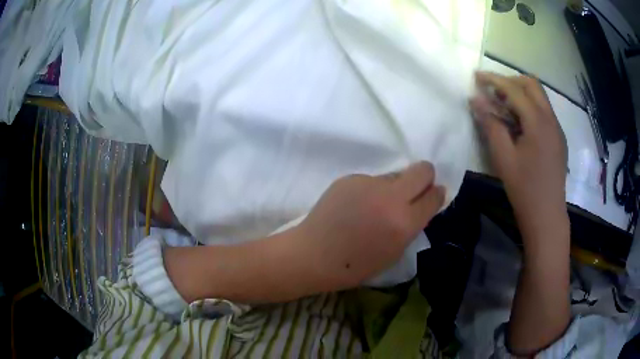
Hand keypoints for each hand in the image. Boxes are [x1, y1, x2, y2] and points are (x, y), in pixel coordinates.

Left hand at [292, 162, 444, 290]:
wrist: (314, 254)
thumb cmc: (355, 265)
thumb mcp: (394, 252)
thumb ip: (411, 225)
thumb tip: (420, 204)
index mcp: (404, 222)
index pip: (434, 196)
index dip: (436, 194)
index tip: (433, 196)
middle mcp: (391, 197)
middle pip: (422, 169)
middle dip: (425, 177)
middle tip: (415, 189)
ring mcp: (369, 184)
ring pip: (395, 175)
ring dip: (393, 187)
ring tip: (374, 206)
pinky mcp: (351, 178)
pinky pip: (371, 180)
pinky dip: (369, 191)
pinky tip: (355, 206)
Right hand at [471, 72, 570, 354]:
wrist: (547, 216)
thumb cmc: (524, 189)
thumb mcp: (503, 158)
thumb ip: (491, 125)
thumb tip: (476, 100)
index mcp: (538, 122)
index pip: (514, 89)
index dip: (494, 80)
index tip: (476, 76)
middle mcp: (551, 119)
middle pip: (532, 84)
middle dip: (510, 81)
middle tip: (492, 90)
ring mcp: (557, 128)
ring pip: (540, 97)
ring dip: (521, 93)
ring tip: (503, 105)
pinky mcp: (558, 138)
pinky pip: (544, 111)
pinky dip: (529, 107)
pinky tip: (519, 123)